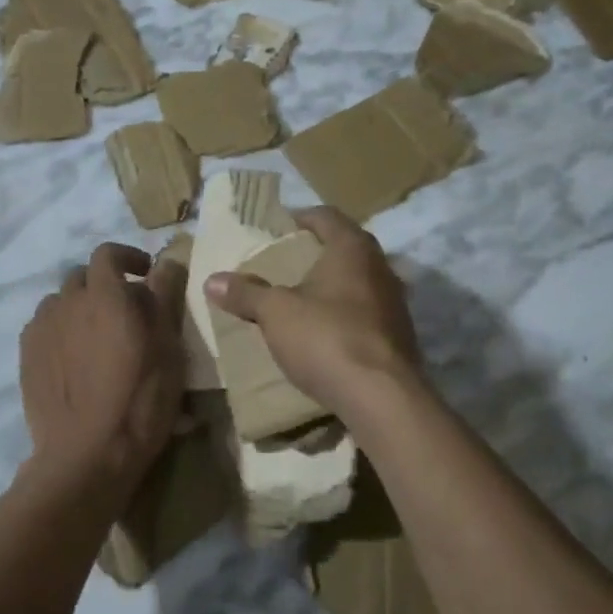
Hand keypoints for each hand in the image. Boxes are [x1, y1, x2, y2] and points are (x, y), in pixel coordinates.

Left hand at [20, 242, 185, 497]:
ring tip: (97, 336)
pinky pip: (44, 328)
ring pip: (61, 303)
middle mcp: (67, 303)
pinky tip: (74, 359)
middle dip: (105, 284)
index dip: (127, 257)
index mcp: (104, 295)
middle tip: (127, 311)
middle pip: (82, 277)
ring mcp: (41, 330)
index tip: (146, 273)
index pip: (108, 254)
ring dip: (80, 307)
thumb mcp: (168, 347)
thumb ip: (165, 297)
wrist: (86, 456)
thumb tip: (166, 261)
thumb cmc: (139, 399)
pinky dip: (61, 330)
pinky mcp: (26, 357)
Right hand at [203, 208, 425, 414]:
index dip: (301, 217)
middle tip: (286, 263)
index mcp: (352, 248)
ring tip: (302, 298)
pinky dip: (346, 313)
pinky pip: (367, 312)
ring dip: (333, 285)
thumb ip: (246, 293)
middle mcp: (380, 266)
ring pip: (359, 280)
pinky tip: (326, 331)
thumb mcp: (276, 313)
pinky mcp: (400, 334)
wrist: (382, 397)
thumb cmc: (326, 337)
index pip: (327, 216)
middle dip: (316, 252)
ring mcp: (395, 301)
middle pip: (346, 247)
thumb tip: (212, 280)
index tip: (279, 228)